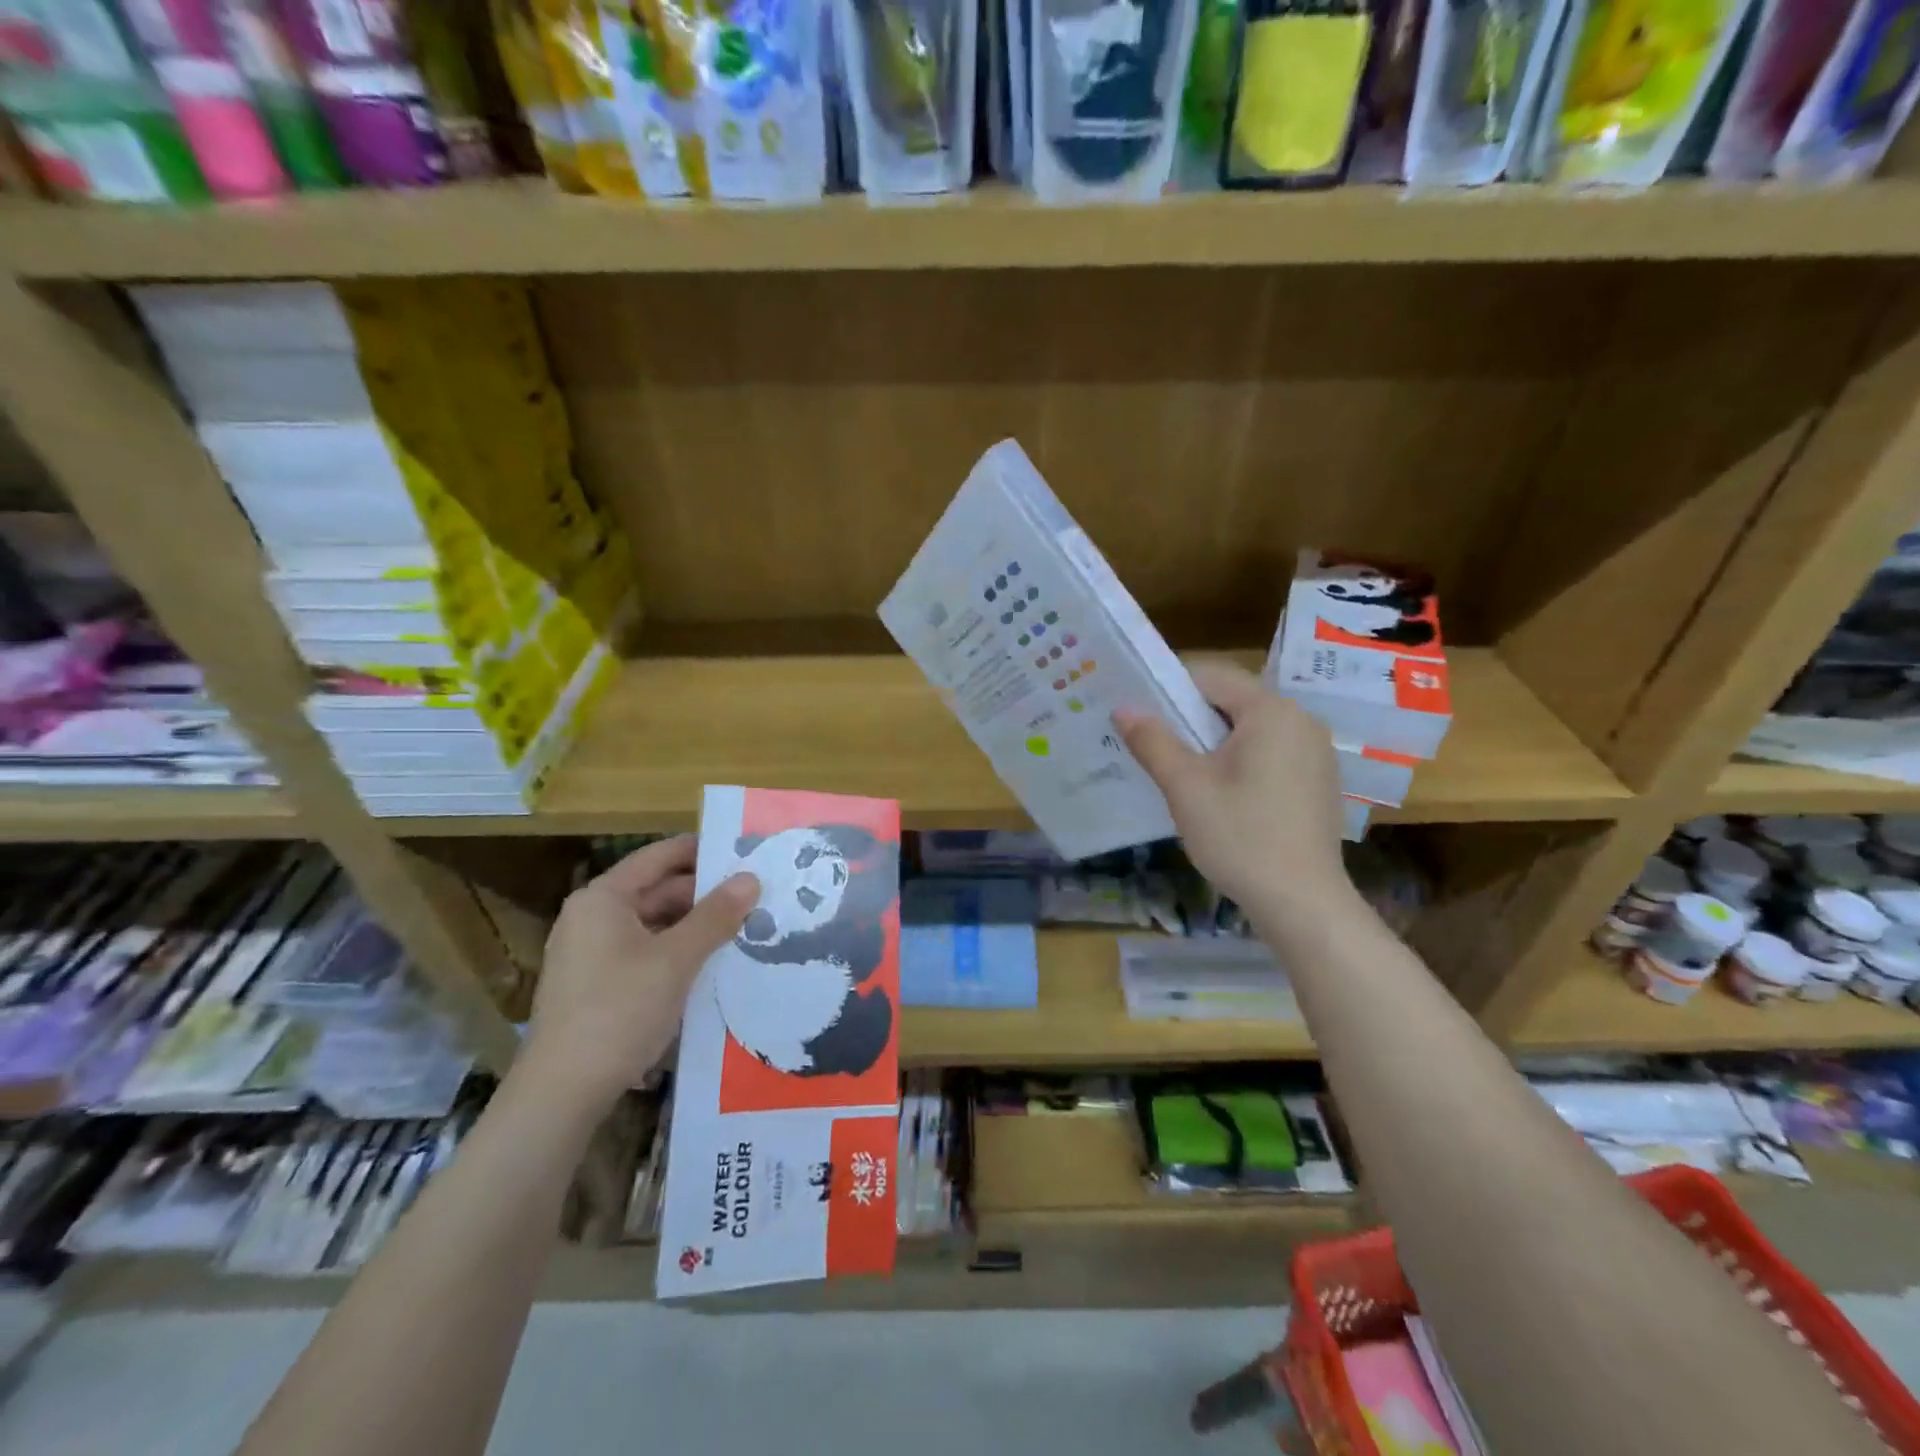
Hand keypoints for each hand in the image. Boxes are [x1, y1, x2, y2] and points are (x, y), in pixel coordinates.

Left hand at [520, 836, 757, 1116]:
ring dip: (695, 927)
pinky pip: (645, 953)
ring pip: (654, 925)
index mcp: (603, 899)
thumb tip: (751, 877)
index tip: (744, 852)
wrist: (562, 1093)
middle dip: (705, 894)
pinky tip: (711, 965)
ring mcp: (591, 954)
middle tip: (755, 897)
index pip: (659, 856)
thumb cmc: (618, 1011)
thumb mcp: (676, 959)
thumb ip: (716, 916)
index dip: (702, 850)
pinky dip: (677, 953)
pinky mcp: (596, 986)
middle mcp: (592, 918)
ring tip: (743, 930)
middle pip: (657, 890)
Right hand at [1115, 660, 1349, 913]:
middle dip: (1191, 719)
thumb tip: (1123, 708)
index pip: (1210, 676)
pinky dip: (1242, 762)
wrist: (1303, 902)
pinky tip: (1224, 796)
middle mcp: (1300, 719)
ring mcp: (1316, 750)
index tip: (1141, 718)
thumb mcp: (1185, 787)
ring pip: (1251, 729)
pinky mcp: (1319, 779)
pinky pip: (1271, 753)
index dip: (1170, 690)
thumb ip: (1153, 741)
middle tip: (1155, 747)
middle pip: (1232, 701)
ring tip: (1183, 774)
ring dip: (1215, 742)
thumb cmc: (1240, 837)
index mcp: (1270, 710)